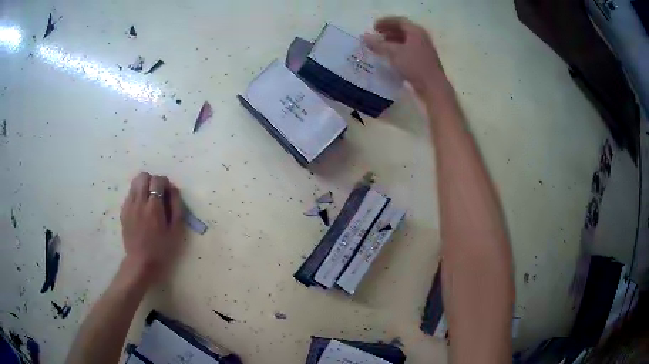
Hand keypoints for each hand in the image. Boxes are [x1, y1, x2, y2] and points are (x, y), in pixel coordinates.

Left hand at [119, 172, 184, 285]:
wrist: (141, 262)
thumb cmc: (162, 249)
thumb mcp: (176, 230)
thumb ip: (176, 206)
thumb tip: (173, 189)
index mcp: (153, 207)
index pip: (157, 180)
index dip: (165, 183)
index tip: (168, 193)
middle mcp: (139, 202)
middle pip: (143, 176)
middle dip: (152, 181)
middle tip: (158, 194)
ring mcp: (129, 206)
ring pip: (134, 183)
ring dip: (143, 186)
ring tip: (149, 200)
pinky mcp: (123, 212)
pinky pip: (130, 194)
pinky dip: (137, 195)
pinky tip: (141, 210)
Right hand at [363, 17, 446, 96]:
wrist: (433, 87)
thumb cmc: (414, 66)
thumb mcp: (394, 53)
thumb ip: (378, 44)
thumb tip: (364, 37)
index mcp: (416, 32)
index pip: (399, 21)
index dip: (385, 22)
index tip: (373, 27)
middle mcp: (421, 38)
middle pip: (403, 30)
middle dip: (388, 31)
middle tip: (376, 35)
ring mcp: (424, 50)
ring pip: (406, 41)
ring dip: (392, 41)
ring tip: (380, 46)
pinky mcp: (424, 61)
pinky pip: (408, 50)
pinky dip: (398, 50)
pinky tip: (390, 57)